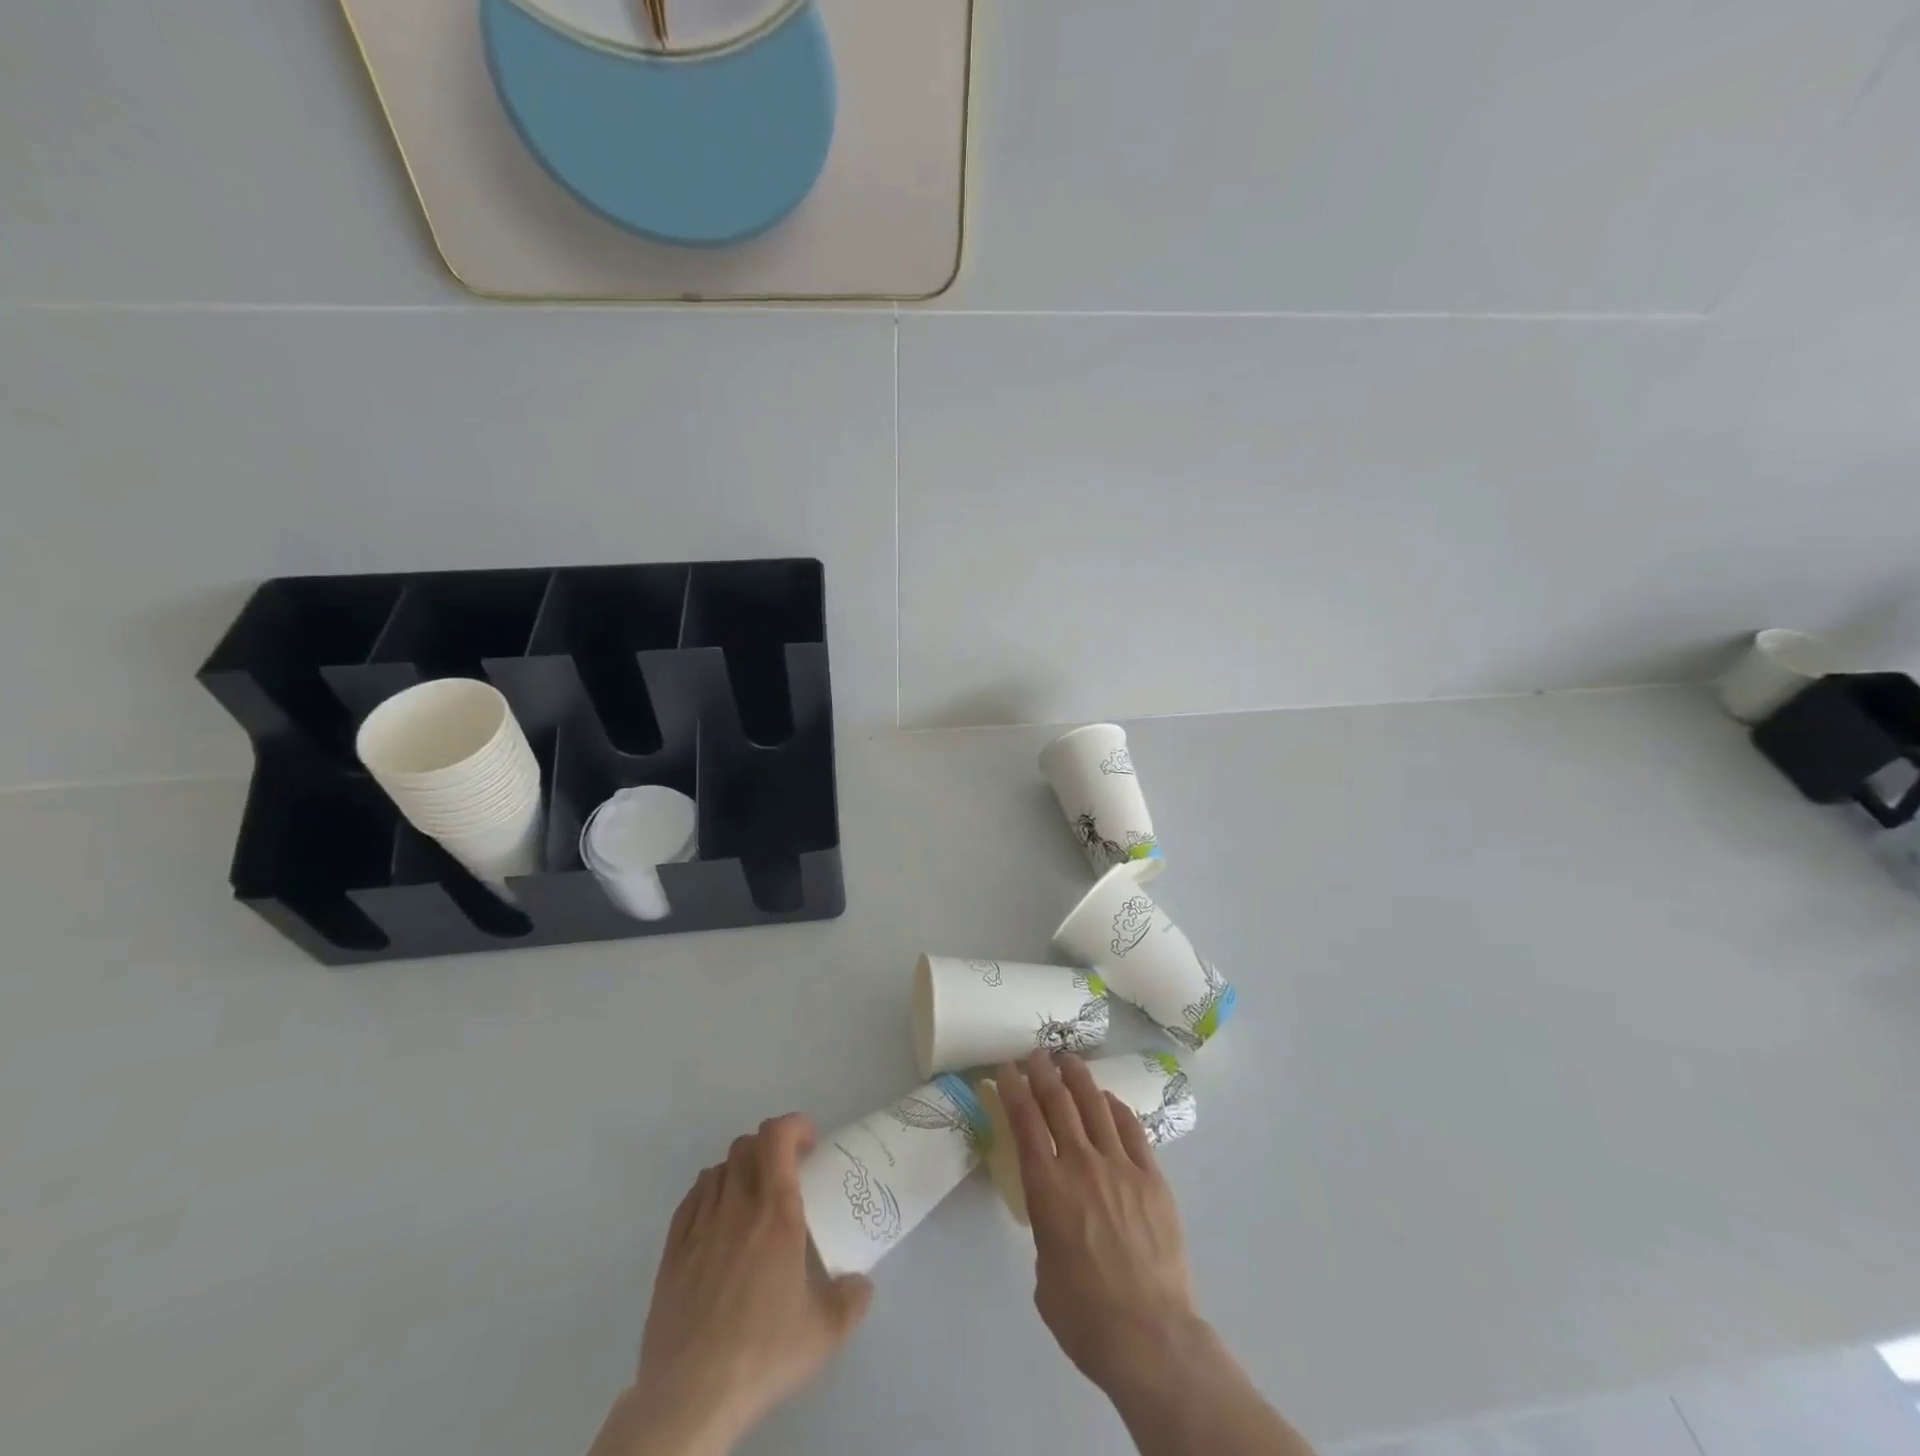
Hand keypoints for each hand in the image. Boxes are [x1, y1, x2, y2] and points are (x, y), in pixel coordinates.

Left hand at [592, 1114, 872, 1455]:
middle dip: (770, 1147)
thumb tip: (863, 1284)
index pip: (777, 1136)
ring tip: (752, 1198)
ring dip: (740, 1170)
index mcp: (776, 1212)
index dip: (794, 1126)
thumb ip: (851, 1300)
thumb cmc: (763, 1353)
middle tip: (787, 1173)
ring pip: (718, 1169)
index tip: (810, 1144)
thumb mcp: (824, 1333)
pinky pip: (692, 1199)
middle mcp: (736, 1206)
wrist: (690, 1397)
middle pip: (746, 1145)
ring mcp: (699, 1226)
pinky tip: (718, 1222)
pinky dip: (710, 1194)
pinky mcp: (672, 1251)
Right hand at [995, 1051, 1206, 1395]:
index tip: (1006, 1069)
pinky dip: (1115, 1107)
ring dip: (1078, 1078)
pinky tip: (1107, 1099)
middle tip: (1034, 1054)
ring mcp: (1120, 1166)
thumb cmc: (1084, 1316)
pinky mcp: (1152, 1177)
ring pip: (1095, 1105)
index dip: (1013, 1089)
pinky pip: (1131, 1129)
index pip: (1024, 1122)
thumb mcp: (1044, 1272)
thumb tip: (1057, 1216)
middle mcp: (1080, 1164)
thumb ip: (1046, 1229)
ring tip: (1068, 1060)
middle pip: (1058, 1102)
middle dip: (1042, 1072)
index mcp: (1046, 1188)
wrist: (1150, 1336)